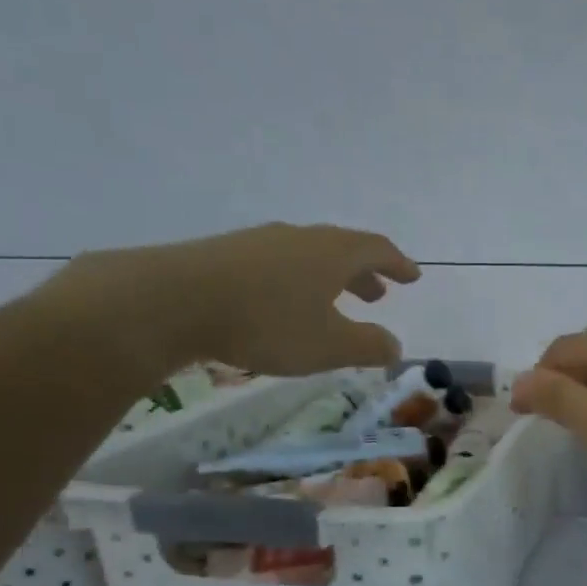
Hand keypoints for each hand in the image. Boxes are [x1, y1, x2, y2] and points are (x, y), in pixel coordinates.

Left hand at [42, 223, 419, 377]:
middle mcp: (300, 239)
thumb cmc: (267, 323)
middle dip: (364, 273)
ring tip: (334, 302)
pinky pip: (278, 265)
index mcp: (332, 253)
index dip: (398, 264)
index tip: (413, 276)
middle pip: (342, 249)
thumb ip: (368, 346)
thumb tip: (394, 346)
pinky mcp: (228, 256)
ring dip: (329, 278)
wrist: (173, 301)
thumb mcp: (328, 346)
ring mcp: (260, 243)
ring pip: (308, 257)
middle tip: (378, 294)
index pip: (376, 250)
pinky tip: (285, 305)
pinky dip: (297, 282)